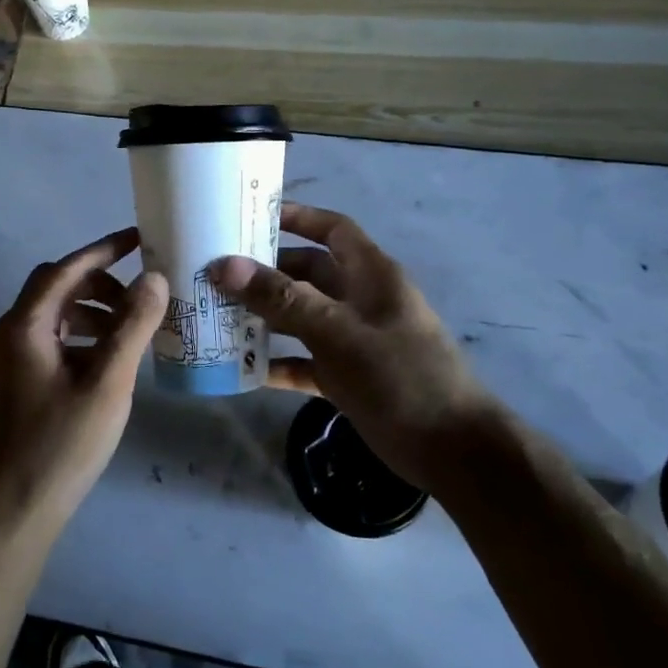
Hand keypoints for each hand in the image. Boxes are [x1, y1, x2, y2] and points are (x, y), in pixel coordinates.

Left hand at [0, 227, 168, 533]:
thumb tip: (154, 278)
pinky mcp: (21, 382)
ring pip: (58, 316)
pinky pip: (56, 341)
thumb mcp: (107, 383)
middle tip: (141, 296)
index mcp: (26, 325)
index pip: (66, 269)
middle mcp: (14, 333)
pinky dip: (85, 337)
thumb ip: (132, 327)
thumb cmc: (61, 443)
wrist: (13, 509)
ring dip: (95, 311)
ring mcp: (13, 359)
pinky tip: (112, 360)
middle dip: (101, 283)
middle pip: (58, 288)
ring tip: (134, 329)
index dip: (103, 250)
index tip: (139, 239)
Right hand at [212, 204, 499, 495]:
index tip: (251, 216)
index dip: (297, 217)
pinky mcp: (346, 377)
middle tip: (216, 272)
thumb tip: (224, 265)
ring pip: (301, 317)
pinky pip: (303, 361)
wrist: (452, 451)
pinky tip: (243, 368)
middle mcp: (360, 300)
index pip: (332, 229)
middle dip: (266, 271)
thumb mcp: (338, 332)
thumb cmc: (401, 376)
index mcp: (370, 275)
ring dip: (265, 317)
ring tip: (216, 315)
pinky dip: (277, 362)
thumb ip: (282, 299)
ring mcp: (353, 340)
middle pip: (307, 273)